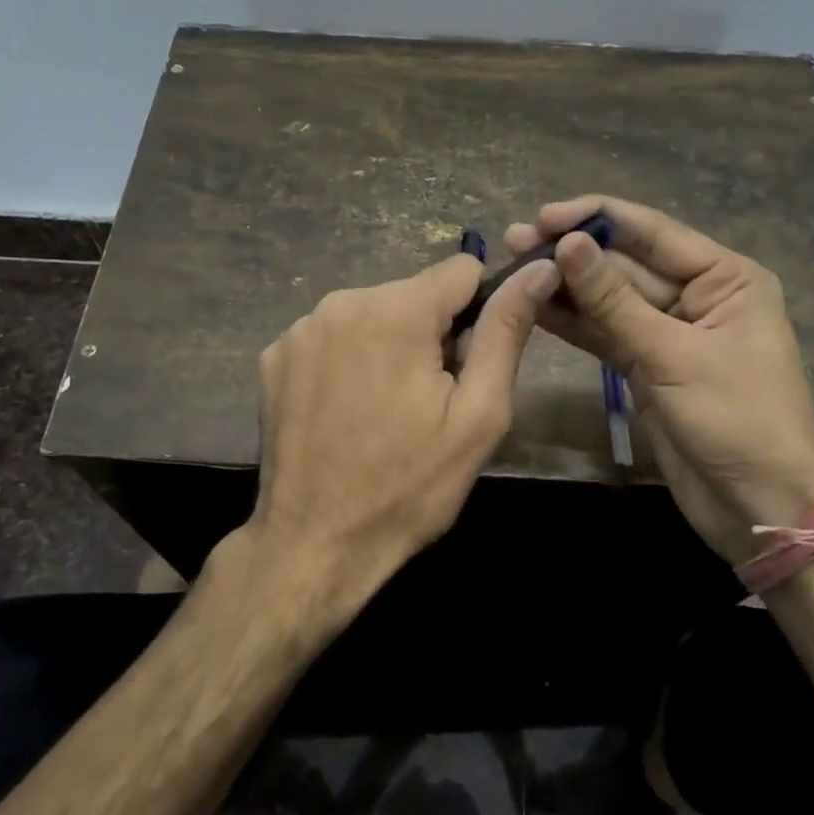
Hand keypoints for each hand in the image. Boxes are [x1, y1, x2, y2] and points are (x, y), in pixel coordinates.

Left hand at [238, 252, 559, 632]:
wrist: (315, 545)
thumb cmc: (409, 486)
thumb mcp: (478, 415)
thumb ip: (506, 331)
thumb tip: (540, 269)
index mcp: (396, 310)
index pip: (461, 271)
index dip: (478, 313)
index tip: (467, 365)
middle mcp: (341, 302)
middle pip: (413, 295)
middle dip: (430, 335)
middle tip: (428, 403)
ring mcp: (299, 330)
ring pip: (371, 315)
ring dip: (388, 348)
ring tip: (385, 412)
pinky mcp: (273, 357)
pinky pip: (330, 338)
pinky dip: (346, 362)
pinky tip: (344, 413)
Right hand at [506, 195, 813, 564]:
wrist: (759, 506)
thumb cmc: (736, 420)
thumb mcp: (672, 355)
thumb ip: (614, 300)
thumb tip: (569, 243)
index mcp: (725, 277)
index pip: (652, 232)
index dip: (596, 219)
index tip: (544, 216)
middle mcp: (697, 295)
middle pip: (626, 263)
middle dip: (573, 253)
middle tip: (515, 241)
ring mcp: (669, 333)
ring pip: (610, 299)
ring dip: (566, 286)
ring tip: (512, 267)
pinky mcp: (647, 367)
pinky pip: (605, 334)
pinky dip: (573, 323)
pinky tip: (534, 307)